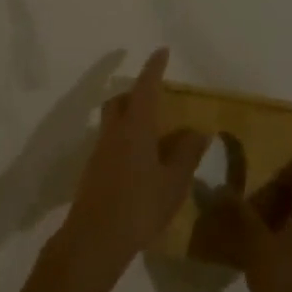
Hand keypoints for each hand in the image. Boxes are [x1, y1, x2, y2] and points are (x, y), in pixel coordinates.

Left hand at [55, 48, 208, 285]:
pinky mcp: (93, 172)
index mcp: (135, 127)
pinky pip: (111, 143)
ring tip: (154, 132)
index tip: (161, 51)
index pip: (145, 87)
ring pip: (113, 122)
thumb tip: (197, 130)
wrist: (94, 240)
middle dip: (136, 92)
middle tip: (157, 96)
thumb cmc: (139, 206)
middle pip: (120, 101)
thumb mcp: (173, 181)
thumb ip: (186, 153)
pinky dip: (126, 139)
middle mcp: (114, 133)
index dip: (154, 69)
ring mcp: (99, 152)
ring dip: (130, 117)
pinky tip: (141, 161)